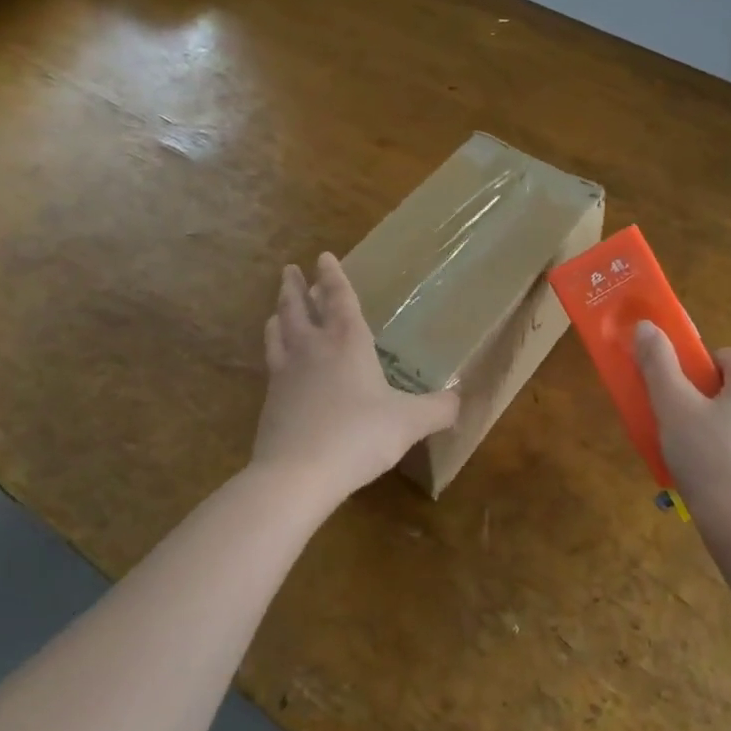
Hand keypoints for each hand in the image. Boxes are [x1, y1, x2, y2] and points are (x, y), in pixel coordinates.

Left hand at [251, 253, 460, 504]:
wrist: (296, 474)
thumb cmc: (358, 436)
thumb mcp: (409, 423)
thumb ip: (438, 409)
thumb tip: (460, 400)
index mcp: (347, 341)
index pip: (339, 298)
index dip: (332, 276)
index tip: (323, 256)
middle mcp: (313, 348)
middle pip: (298, 307)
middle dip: (296, 287)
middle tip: (290, 270)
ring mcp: (286, 372)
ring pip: (279, 331)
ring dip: (279, 312)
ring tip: (278, 307)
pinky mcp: (270, 399)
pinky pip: (271, 361)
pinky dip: (273, 347)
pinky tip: (276, 358)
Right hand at [634, 321, 730, 526]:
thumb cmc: (707, 459)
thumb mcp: (673, 408)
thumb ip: (658, 363)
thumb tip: (645, 325)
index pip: (722, 358)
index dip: (696, 377)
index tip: (681, 406)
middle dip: (712, 403)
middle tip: (687, 433)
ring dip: (730, 428)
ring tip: (705, 461)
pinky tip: (728, 480)